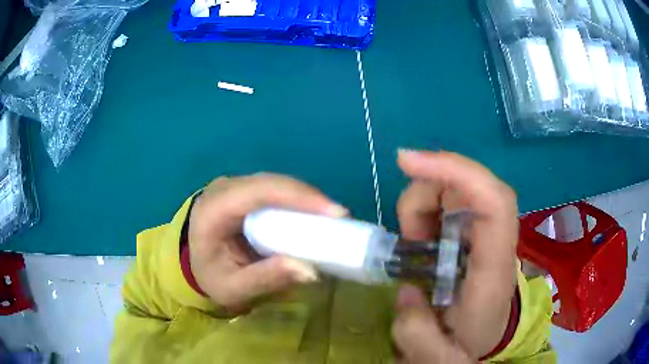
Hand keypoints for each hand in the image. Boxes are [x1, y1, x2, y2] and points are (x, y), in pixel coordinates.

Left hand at [188, 173, 346, 310]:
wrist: (195, 261)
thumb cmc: (210, 276)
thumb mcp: (231, 288)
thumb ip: (265, 279)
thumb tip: (310, 270)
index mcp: (213, 209)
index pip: (258, 192)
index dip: (298, 197)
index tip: (335, 214)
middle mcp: (224, 188)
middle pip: (272, 183)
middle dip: (310, 198)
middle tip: (342, 218)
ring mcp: (236, 186)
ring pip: (277, 184)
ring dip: (307, 199)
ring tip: (334, 219)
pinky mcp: (246, 191)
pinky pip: (276, 191)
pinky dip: (299, 202)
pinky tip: (316, 216)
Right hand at [392, 150, 518, 361]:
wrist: (487, 337)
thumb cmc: (470, 344)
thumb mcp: (440, 356)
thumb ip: (418, 333)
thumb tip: (407, 290)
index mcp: (494, 270)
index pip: (494, 203)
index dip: (456, 171)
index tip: (407, 160)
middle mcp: (496, 241)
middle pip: (470, 184)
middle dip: (427, 192)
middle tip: (405, 233)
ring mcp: (486, 231)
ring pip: (457, 187)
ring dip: (424, 205)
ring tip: (413, 243)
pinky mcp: (475, 230)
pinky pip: (451, 200)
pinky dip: (427, 209)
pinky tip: (419, 238)